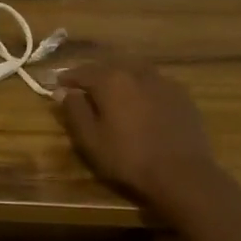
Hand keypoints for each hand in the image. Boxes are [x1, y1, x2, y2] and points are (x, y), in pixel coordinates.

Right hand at [52, 58, 223, 215]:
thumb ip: (75, 111)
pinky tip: (143, 102)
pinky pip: (155, 83)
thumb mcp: (91, 139)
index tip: (58, 84)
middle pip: (110, 67)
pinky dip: (143, 88)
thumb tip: (64, 91)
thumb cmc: (129, 158)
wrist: (182, 173)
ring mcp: (163, 81)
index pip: (83, 72)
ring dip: (121, 78)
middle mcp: (137, 72)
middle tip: (85, 88)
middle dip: (95, 75)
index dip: (68, 78)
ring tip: (114, 93)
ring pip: (135, 72)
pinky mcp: (182, 95)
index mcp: (111, 80)